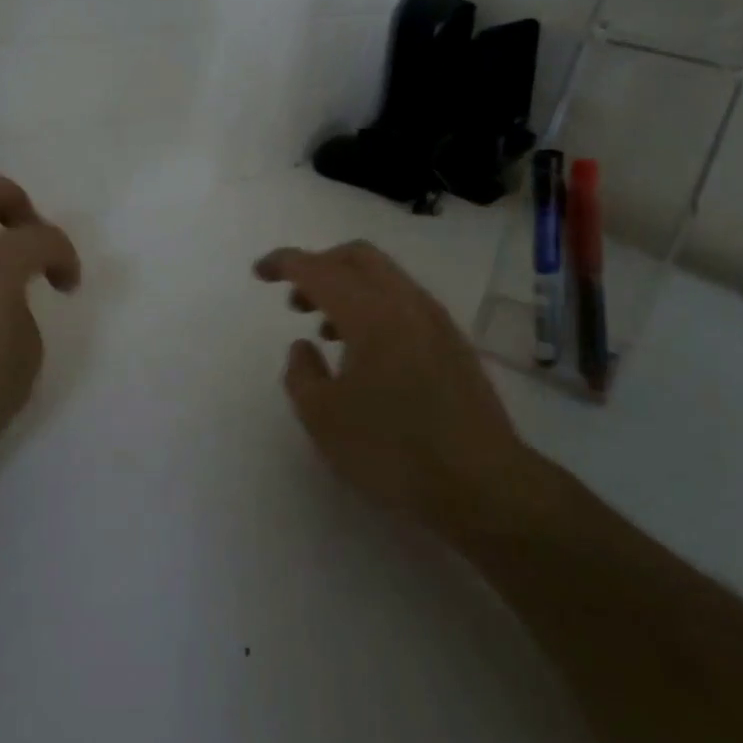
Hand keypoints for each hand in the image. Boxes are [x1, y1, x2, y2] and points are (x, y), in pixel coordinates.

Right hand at [254, 241, 522, 538]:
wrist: (483, 485)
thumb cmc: (392, 450)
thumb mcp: (323, 418)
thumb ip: (301, 373)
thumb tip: (304, 346)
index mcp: (371, 313)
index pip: (318, 268)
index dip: (284, 263)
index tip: (260, 273)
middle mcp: (406, 303)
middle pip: (358, 257)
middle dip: (320, 266)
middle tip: (295, 298)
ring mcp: (436, 321)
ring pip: (385, 279)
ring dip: (348, 289)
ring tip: (325, 331)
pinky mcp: (453, 344)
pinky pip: (404, 303)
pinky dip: (374, 308)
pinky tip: (365, 353)